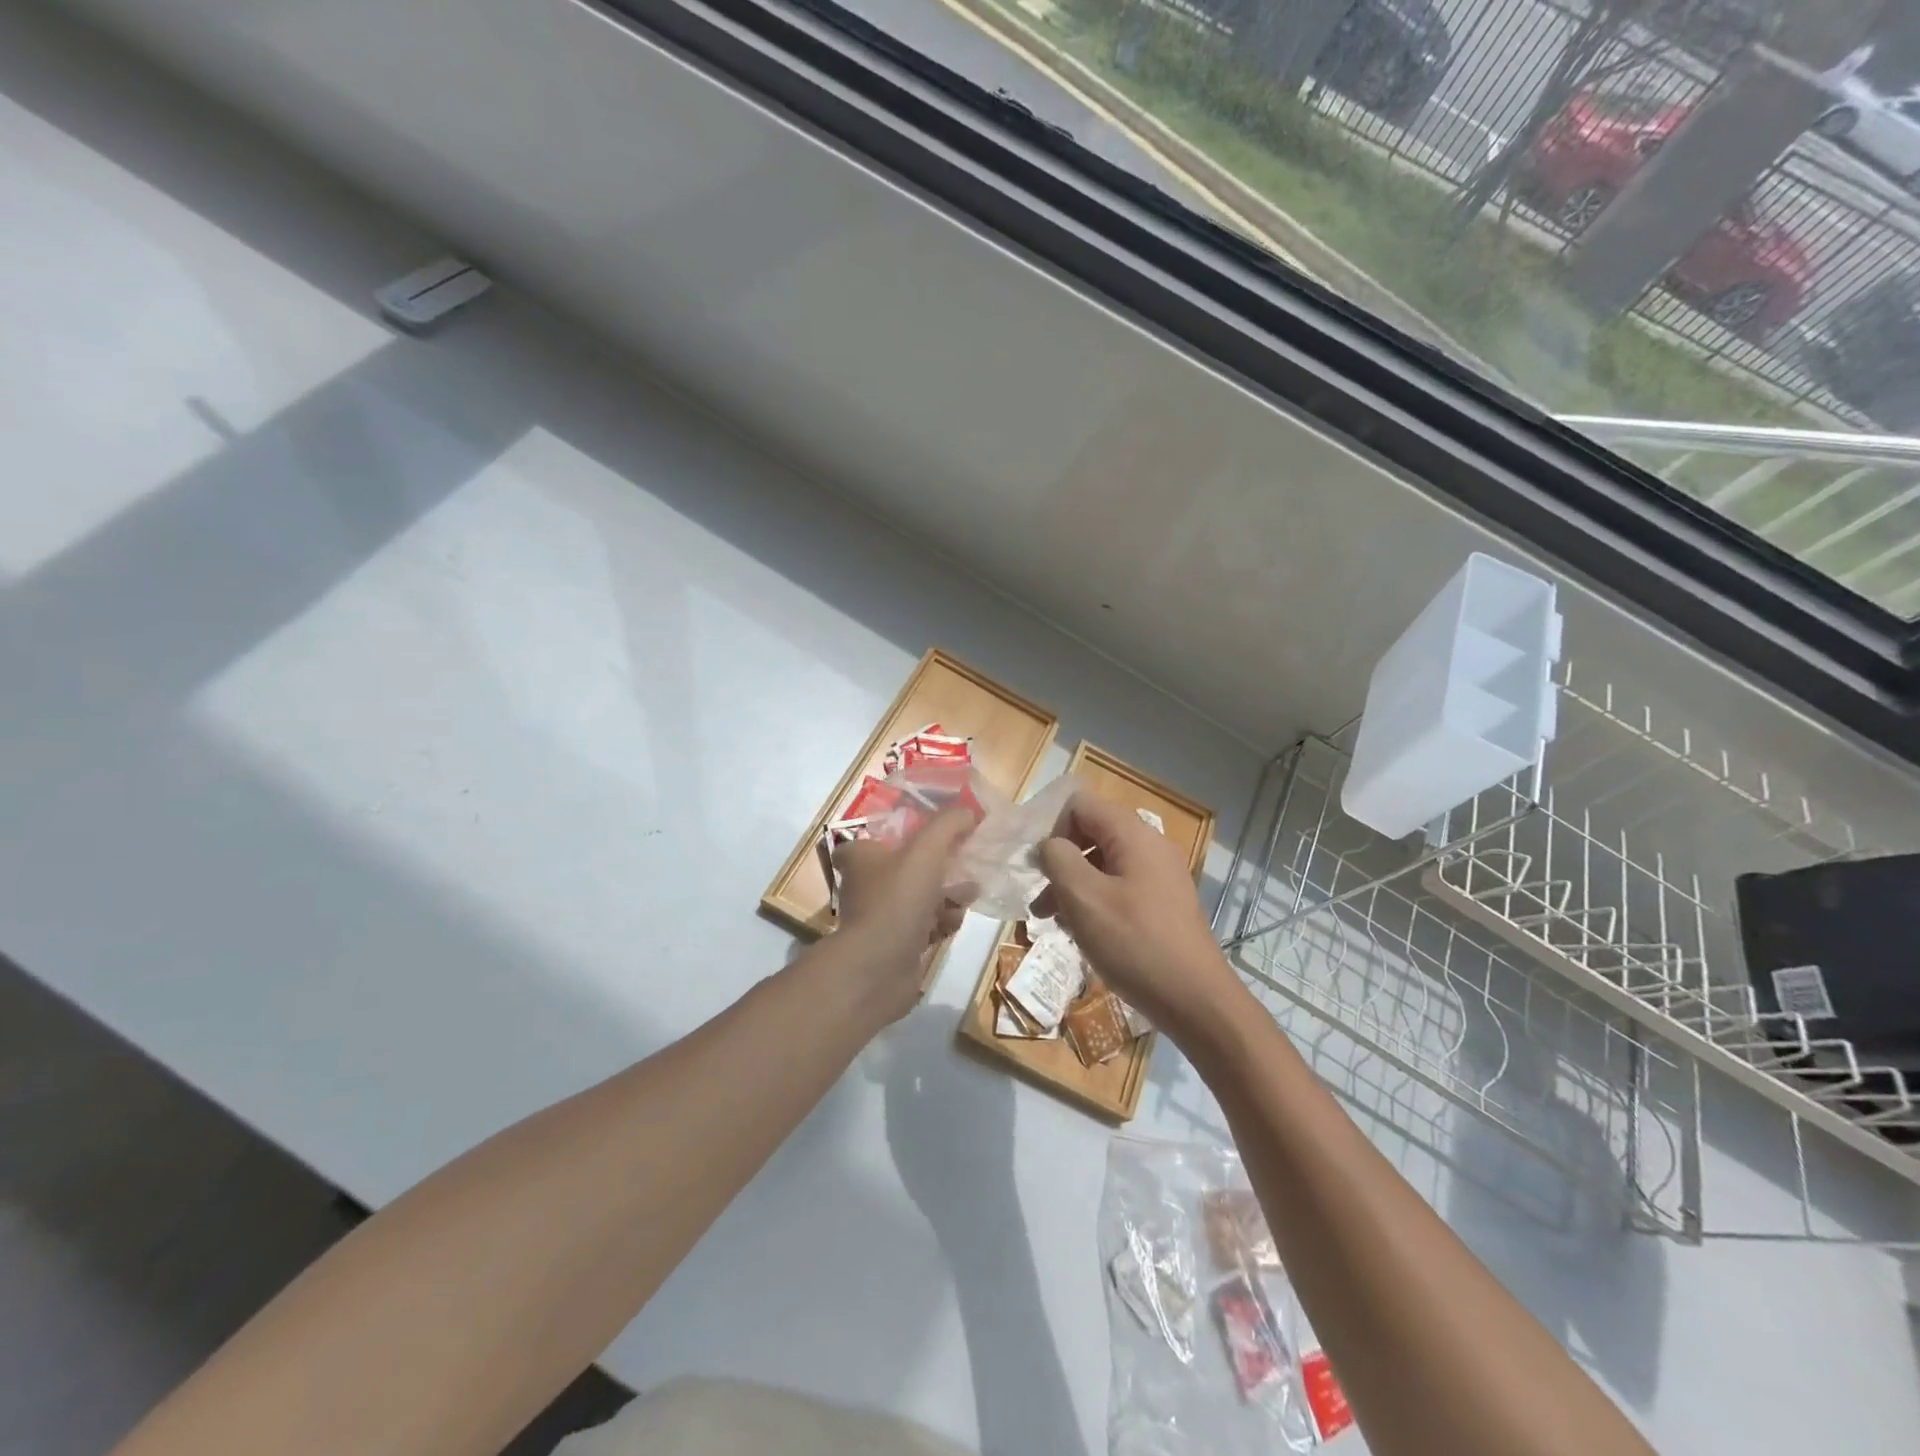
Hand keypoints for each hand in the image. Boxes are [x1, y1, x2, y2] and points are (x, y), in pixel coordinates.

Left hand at [829, 807, 975, 1020]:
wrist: (879, 968)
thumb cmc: (897, 899)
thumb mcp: (926, 850)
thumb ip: (949, 825)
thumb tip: (969, 811)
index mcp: (862, 857)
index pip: (876, 836)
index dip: (903, 833)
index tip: (931, 834)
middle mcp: (867, 885)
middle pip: (907, 866)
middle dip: (941, 866)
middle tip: (966, 862)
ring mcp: (881, 917)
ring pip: (920, 897)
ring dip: (947, 895)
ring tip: (969, 893)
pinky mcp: (896, 944)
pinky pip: (925, 925)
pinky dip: (941, 922)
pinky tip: (954, 922)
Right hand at [1034, 791, 1241, 1042]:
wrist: (1196, 1002)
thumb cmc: (1135, 944)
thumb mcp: (1084, 898)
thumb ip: (1058, 859)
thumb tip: (1049, 845)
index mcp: (1133, 834)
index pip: (1080, 804)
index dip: (1053, 829)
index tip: (1040, 868)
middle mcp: (1150, 846)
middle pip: (1092, 833)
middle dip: (1061, 862)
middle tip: (1041, 900)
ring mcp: (1161, 876)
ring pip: (1103, 864)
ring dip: (1074, 886)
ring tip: (1055, 922)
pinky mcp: (1164, 904)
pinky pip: (1120, 887)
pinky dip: (1096, 902)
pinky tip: (1084, 934)